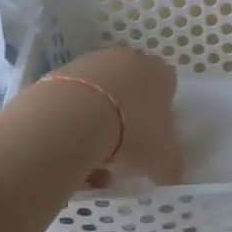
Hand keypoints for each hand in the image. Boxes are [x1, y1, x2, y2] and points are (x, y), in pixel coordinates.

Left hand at [48, 46, 184, 188]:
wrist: (73, 117)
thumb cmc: (131, 133)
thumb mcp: (163, 158)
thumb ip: (171, 164)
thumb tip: (171, 171)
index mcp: (159, 72)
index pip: (166, 89)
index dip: (160, 117)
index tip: (152, 141)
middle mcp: (127, 59)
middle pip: (131, 92)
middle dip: (128, 120)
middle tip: (123, 152)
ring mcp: (91, 62)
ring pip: (101, 98)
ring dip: (99, 125)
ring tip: (93, 160)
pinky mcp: (60, 73)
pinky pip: (73, 102)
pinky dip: (73, 124)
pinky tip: (71, 151)